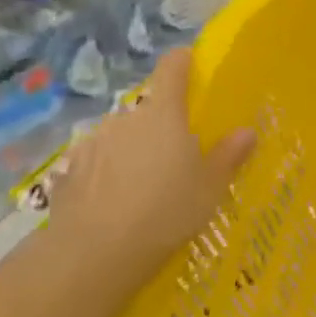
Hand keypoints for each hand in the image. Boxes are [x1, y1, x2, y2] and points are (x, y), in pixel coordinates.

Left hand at [48, 49, 254, 302]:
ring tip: (148, 183)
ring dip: (135, 149)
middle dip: (163, 124)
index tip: (192, 65)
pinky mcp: (69, 171)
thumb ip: (228, 155)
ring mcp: (92, 144)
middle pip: (149, 109)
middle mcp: (125, 119)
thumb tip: (246, 132)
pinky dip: (110, 172)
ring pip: (122, 136)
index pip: (173, 69)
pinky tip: (119, 201)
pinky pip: (99, 162)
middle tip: (180, 153)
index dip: (183, 62)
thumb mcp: (211, 187)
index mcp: (164, 115)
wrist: (95, 253)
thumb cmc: (167, 211)